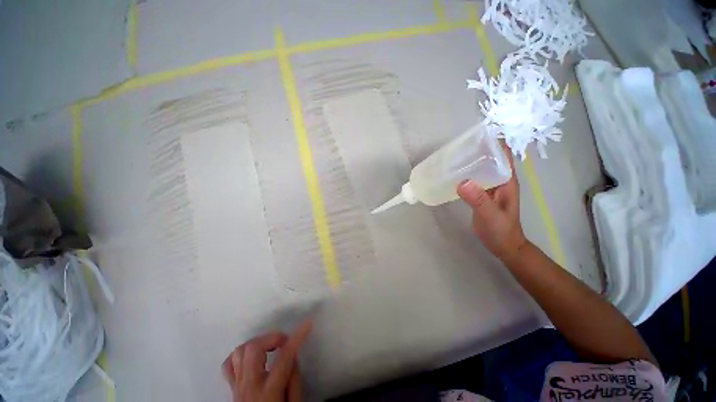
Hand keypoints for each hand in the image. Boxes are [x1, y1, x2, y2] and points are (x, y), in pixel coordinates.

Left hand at [222, 319, 311, 401]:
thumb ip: (294, 379)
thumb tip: (292, 356)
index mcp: (268, 392)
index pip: (283, 358)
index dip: (297, 337)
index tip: (307, 323)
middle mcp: (250, 385)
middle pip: (254, 349)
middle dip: (272, 337)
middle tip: (284, 341)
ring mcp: (237, 386)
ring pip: (240, 352)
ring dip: (258, 343)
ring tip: (270, 347)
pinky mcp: (232, 388)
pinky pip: (229, 364)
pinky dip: (241, 355)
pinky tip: (252, 357)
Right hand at [457, 142, 527, 262]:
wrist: (504, 246)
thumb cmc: (501, 231)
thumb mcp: (490, 216)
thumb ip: (478, 200)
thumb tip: (462, 181)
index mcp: (507, 180)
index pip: (503, 154)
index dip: (493, 142)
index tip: (475, 135)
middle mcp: (500, 180)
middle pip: (490, 158)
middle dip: (477, 149)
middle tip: (456, 146)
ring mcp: (490, 187)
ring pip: (481, 168)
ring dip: (469, 161)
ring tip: (452, 157)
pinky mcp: (482, 194)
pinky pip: (474, 179)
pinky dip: (465, 174)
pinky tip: (453, 175)